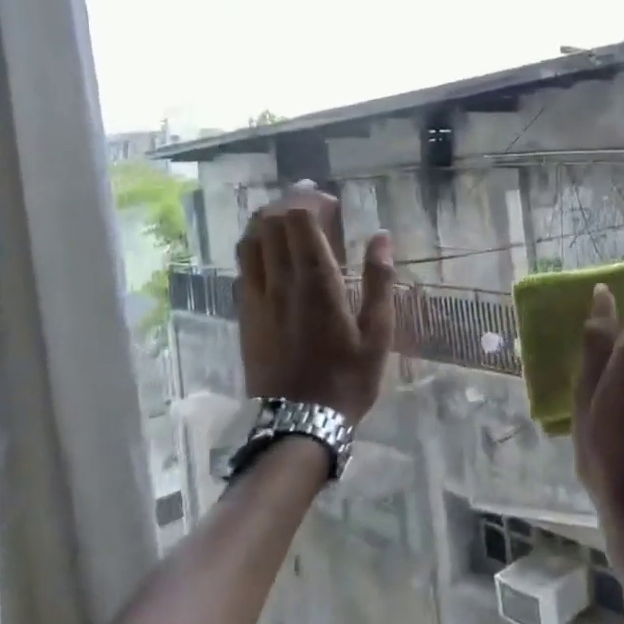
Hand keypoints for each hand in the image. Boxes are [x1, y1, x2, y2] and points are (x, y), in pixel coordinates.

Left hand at [236, 185, 395, 426]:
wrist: (299, 423)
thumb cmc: (347, 378)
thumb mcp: (378, 332)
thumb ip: (378, 281)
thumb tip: (381, 237)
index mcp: (316, 282)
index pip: (299, 221)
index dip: (309, 200)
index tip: (329, 200)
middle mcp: (281, 282)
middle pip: (271, 224)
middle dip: (288, 202)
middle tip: (310, 201)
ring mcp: (257, 298)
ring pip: (250, 242)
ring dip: (266, 220)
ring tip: (286, 217)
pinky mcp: (245, 314)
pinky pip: (242, 267)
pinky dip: (254, 246)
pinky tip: (269, 250)